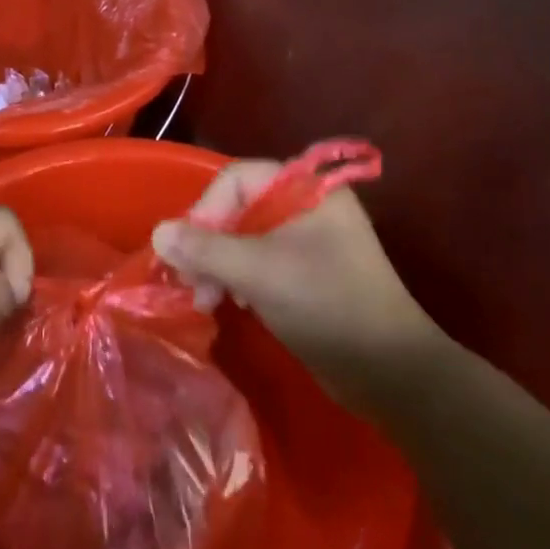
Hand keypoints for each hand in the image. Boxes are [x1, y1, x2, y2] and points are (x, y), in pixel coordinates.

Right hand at [151, 162, 439, 413]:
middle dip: (209, 243)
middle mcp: (308, 206)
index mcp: (307, 189)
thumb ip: (205, 249)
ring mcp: (310, 240)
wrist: (391, 370)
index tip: (188, 251)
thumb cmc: (327, 305)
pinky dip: (239, 277)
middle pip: (239, 207)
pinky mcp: (308, 272)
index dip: (206, 210)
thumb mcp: (259, 273)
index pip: (237, 179)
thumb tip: (158, 232)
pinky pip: (261, 261)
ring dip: (219, 264)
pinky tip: (234, 303)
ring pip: (246, 237)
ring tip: (207, 299)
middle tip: (191, 282)